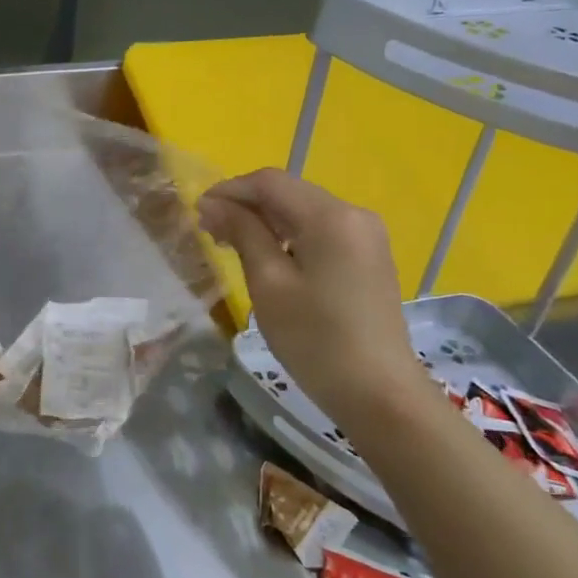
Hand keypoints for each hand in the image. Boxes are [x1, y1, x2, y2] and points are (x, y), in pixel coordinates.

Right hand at [197, 170, 430, 433]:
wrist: (380, 395)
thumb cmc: (316, 340)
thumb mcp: (269, 284)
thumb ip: (243, 234)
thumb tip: (214, 203)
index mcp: (331, 216)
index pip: (270, 182)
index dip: (230, 190)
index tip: (197, 212)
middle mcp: (354, 214)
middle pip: (289, 193)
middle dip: (246, 205)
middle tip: (209, 232)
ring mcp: (367, 235)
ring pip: (304, 212)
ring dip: (266, 221)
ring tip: (232, 246)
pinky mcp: (369, 256)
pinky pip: (321, 231)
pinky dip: (289, 236)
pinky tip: (268, 258)